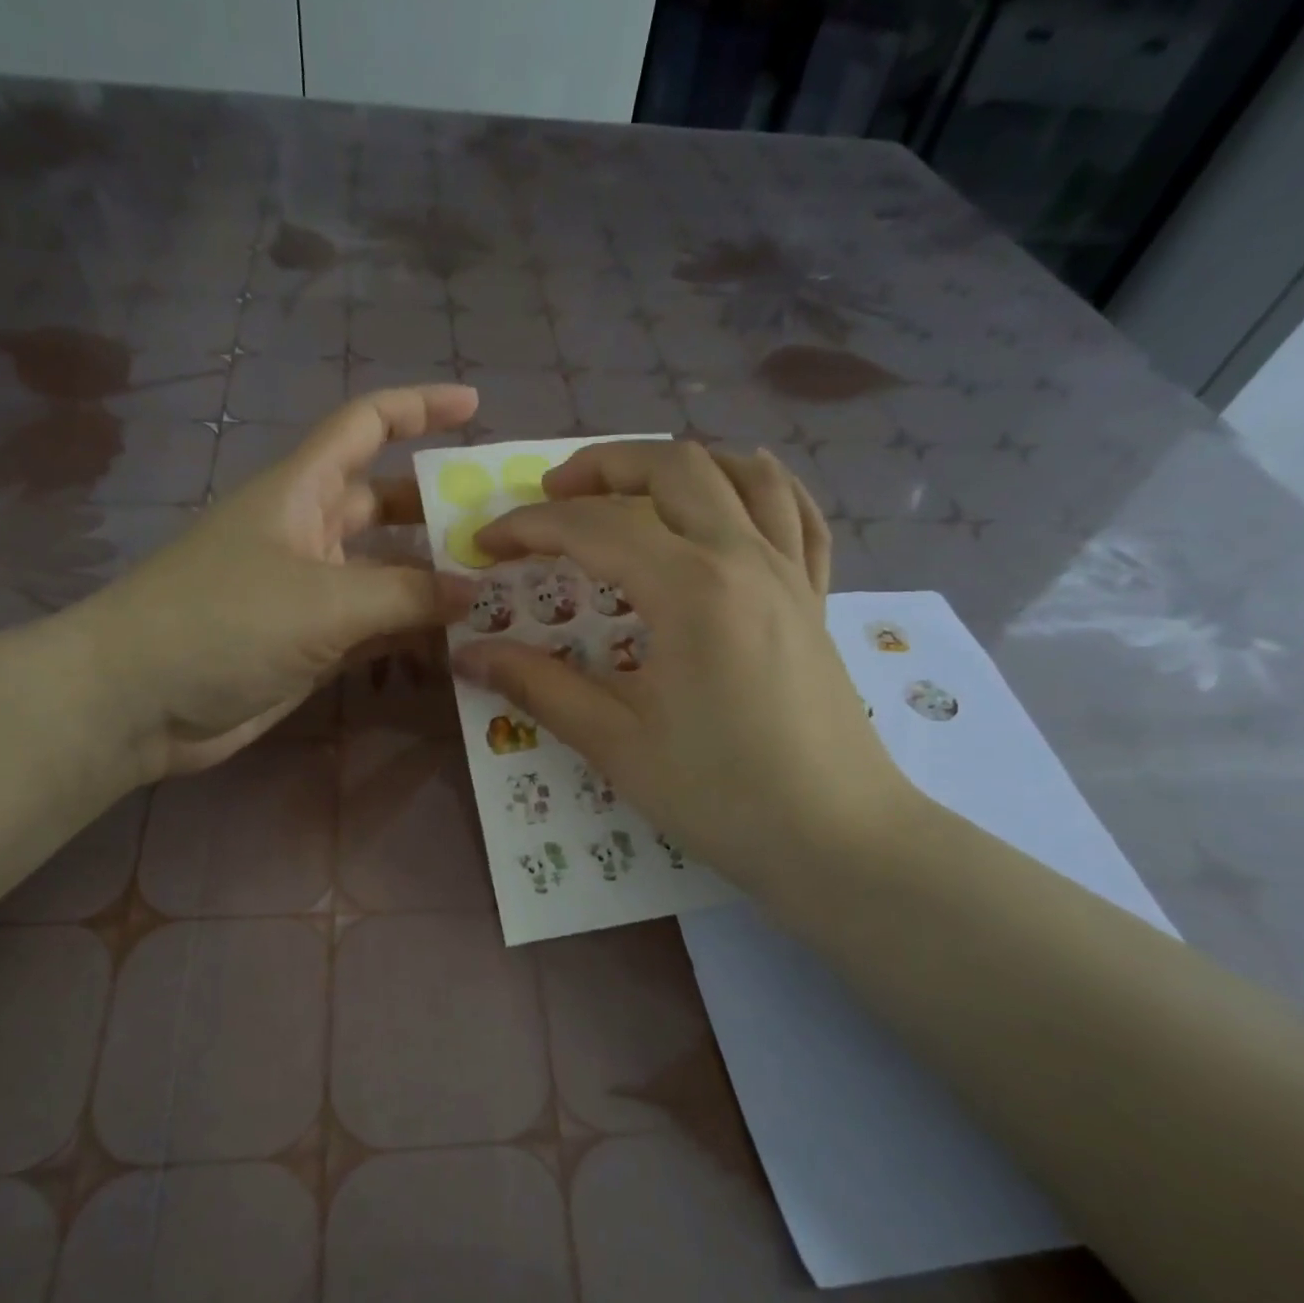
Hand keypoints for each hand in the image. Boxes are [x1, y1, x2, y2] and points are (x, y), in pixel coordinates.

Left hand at [64, 384, 476, 778]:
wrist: (139, 702)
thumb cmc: (224, 623)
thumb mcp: (325, 600)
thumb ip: (408, 595)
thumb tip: (478, 592)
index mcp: (302, 491)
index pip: (366, 425)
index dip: (419, 408)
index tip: (475, 405)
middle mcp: (309, 533)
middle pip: (387, 507)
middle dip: (442, 514)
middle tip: (506, 534)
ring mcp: (311, 593)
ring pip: (387, 575)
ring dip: (434, 584)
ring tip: (500, 594)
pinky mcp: (311, 644)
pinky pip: (375, 628)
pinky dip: (411, 633)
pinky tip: (457, 644)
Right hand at [454, 440, 917, 913]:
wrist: (835, 837)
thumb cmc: (720, 795)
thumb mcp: (616, 744)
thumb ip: (540, 687)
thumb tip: (468, 655)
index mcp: (690, 589)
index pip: (594, 528)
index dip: (529, 527)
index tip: (486, 545)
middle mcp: (744, 557)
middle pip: (671, 467)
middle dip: (601, 466)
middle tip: (552, 496)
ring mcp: (790, 572)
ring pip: (740, 472)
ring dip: (677, 464)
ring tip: (632, 489)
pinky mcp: (816, 596)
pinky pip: (797, 512)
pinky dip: (757, 485)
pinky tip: (730, 499)